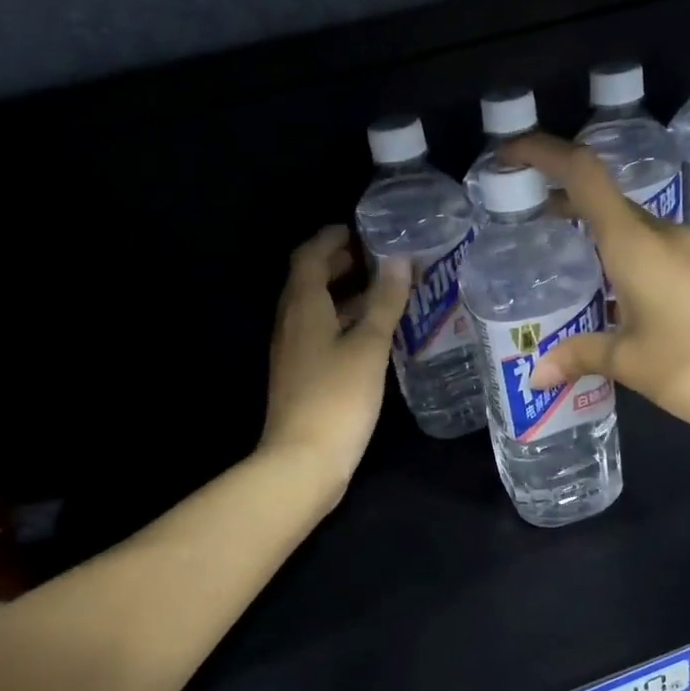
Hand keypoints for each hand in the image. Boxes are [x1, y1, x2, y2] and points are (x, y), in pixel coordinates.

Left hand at [259, 226, 410, 499]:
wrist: (303, 460)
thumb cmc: (338, 397)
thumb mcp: (368, 346)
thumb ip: (384, 302)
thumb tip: (398, 259)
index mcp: (303, 307)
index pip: (309, 257)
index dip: (331, 239)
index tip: (359, 230)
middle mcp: (291, 323)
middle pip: (310, 282)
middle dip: (339, 265)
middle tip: (376, 258)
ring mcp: (294, 352)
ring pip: (317, 311)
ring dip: (344, 296)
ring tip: (382, 293)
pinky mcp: (302, 377)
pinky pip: (321, 335)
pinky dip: (343, 324)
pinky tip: (371, 336)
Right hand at [502, 134, 689, 440]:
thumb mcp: (628, 361)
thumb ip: (579, 356)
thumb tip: (537, 374)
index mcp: (635, 244)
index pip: (584, 175)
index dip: (544, 153)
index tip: (509, 154)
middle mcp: (661, 235)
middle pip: (604, 197)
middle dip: (561, 196)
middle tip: (522, 214)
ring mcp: (687, 250)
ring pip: (628, 224)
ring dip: (591, 226)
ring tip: (558, 251)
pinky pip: (650, 247)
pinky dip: (618, 251)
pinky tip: (608, 286)